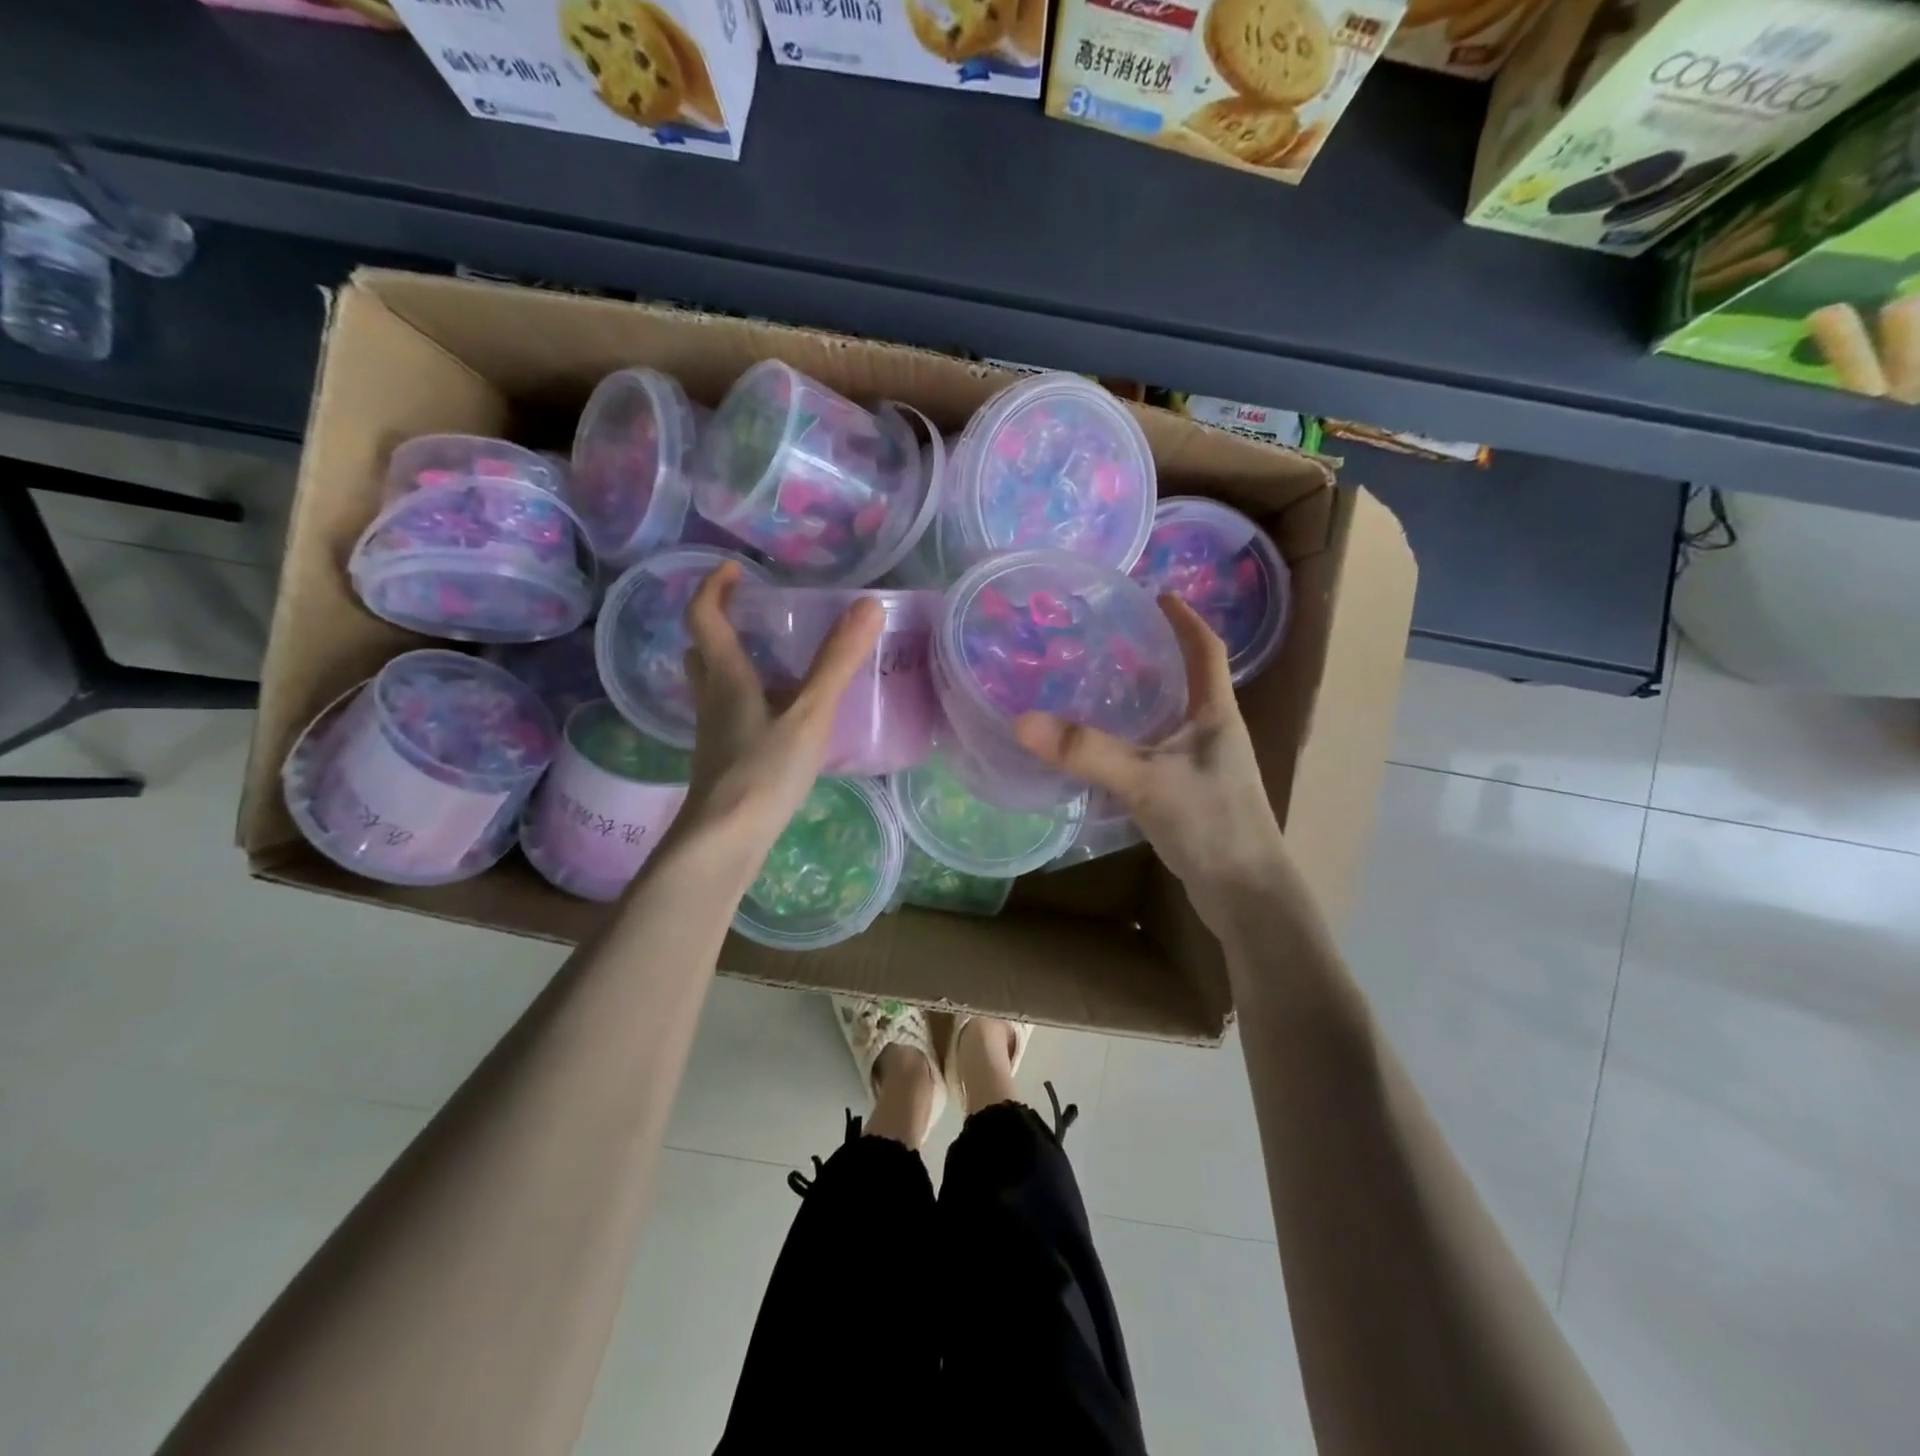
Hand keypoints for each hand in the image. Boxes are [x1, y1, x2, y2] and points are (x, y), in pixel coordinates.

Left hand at [680, 562, 882, 854]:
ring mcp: (714, 731)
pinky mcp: (724, 758)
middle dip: (720, 623)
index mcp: (726, 677)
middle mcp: (712, 698)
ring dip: (733, 661)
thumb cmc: (762, 771)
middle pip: (702, 649)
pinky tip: (781, 714)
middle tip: (753, 613)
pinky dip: (749, 697)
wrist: (725, 840)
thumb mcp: (808, 713)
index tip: (736, 568)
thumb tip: (868, 605)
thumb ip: (837, 662)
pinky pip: (730, 712)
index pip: (704, 616)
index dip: (714, 586)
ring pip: (714, 683)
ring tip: (774, 658)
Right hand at [1014, 595, 1291, 932]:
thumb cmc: (1211, 823)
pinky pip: (1158, 754)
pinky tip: (1103, 754)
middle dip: (1154, 656)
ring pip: (1170, 720)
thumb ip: (1087, 751)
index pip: (1206, 649)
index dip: (1184, 618)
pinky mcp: (1191, 796)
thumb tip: (1022, 721)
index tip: (1157, 593)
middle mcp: (1215, 733)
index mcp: (1216, 714)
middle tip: (1109, 641)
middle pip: (1187, 681)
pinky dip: (1133, 743)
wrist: (1246, 894)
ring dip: (1141, 701)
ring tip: (1098, 689)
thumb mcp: (1145, 780)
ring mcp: (1205, 768)